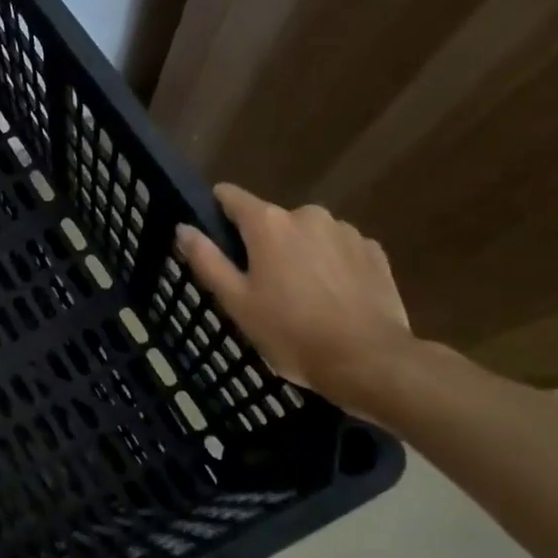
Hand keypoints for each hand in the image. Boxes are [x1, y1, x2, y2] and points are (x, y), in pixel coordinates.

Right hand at [176, 183, 415, 412]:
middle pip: (272, 220)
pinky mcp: (374, 251)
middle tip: (261, 286)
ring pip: (307, 235)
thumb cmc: (290, 332)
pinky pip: (339, 249)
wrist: (368, 360)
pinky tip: (332, 298)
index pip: (231, 196)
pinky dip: (330, 265)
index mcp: (268, 223)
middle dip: (263, 244)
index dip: (217, 209)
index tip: (213, 233)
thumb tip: (183, 227)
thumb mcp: (236, 301)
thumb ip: (207, 259)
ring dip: (299, 254)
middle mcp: (307, 215)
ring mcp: (346, 231)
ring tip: (300, 296)